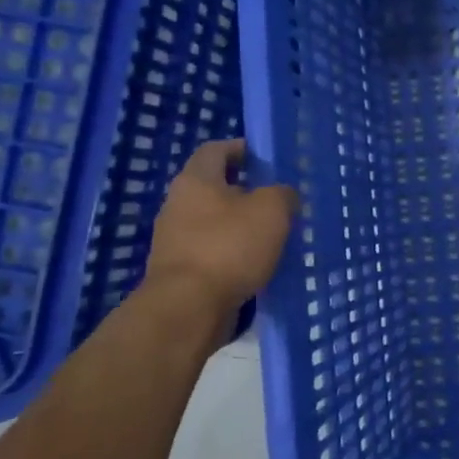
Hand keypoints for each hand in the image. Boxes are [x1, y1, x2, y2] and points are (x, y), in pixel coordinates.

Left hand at [142, 140, 298, 323]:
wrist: (189, 308)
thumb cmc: (230, 247)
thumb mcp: (272, 210)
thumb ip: (283, 194)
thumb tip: (283, 196)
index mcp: (196, 180)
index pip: (216, 150)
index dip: (241, 149)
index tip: (265, 158)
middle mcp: (178, 204)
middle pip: (213, 187)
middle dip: (245, 190)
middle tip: (277, 199)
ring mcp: (175, 239)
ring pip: (214, 221)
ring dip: (240, 224)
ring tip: (272, 235)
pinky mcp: (180, 270)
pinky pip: (212, 250)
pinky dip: (233, 252)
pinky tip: (256, 263)